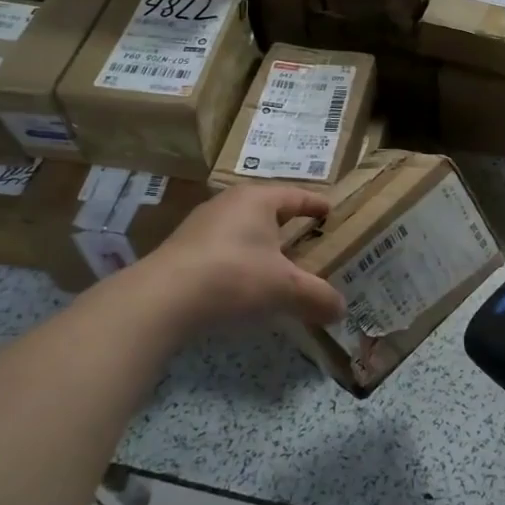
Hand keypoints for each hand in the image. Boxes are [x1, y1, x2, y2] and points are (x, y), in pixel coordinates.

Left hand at [129, 185, 345, 333]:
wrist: (162, 299)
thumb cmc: (234, 277)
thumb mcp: (285, 289)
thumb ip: (317, 297)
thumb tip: (341, 310)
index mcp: (257, 200)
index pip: (295, 195)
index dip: (315, 204)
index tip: (330, 212)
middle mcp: (228, 203)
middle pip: (267, 209)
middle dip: (287, 224)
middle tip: (308, 239)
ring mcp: (201, 225)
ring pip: (242, 229)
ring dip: (261, 244)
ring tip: (277, 264)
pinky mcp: (183, 249)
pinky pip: (222, 248)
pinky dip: (239, 260)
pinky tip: (243, 283)